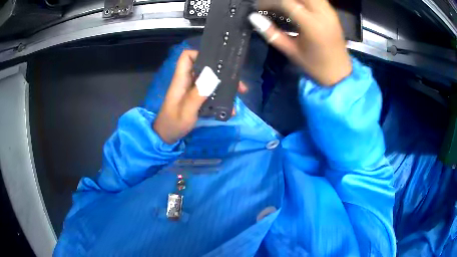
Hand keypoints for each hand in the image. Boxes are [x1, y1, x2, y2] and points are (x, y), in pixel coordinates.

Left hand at [153, 50, 247, 143]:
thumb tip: (213, 75)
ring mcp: (193, 90)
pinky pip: (211, 93)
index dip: (200, 54)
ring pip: (211, 81)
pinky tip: (230, 109)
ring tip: (240, 94)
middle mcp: (188, 82)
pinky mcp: (196, 99)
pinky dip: (221, 98)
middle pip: (205, 68)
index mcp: (181, 79)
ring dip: (225, 87)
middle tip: (238, 84)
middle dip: (222, 73)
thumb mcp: (186, 110)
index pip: (187, 57)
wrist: (166, 137)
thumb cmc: (173, 123)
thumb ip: (198, 93)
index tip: (218, 62)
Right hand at [249, 0, 351, 85]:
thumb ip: (271, 33)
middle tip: (271, 4)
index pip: (286, 3)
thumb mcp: (291, 51)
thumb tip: (253, 18)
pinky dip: (304, 0)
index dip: (269, 2)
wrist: (340, 73)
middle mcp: (322, 14)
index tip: (259, 7)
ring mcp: (329, 12)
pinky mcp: (332, 13)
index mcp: (312, 25)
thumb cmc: (315, 66)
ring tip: (282, 5)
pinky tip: (296, 5)